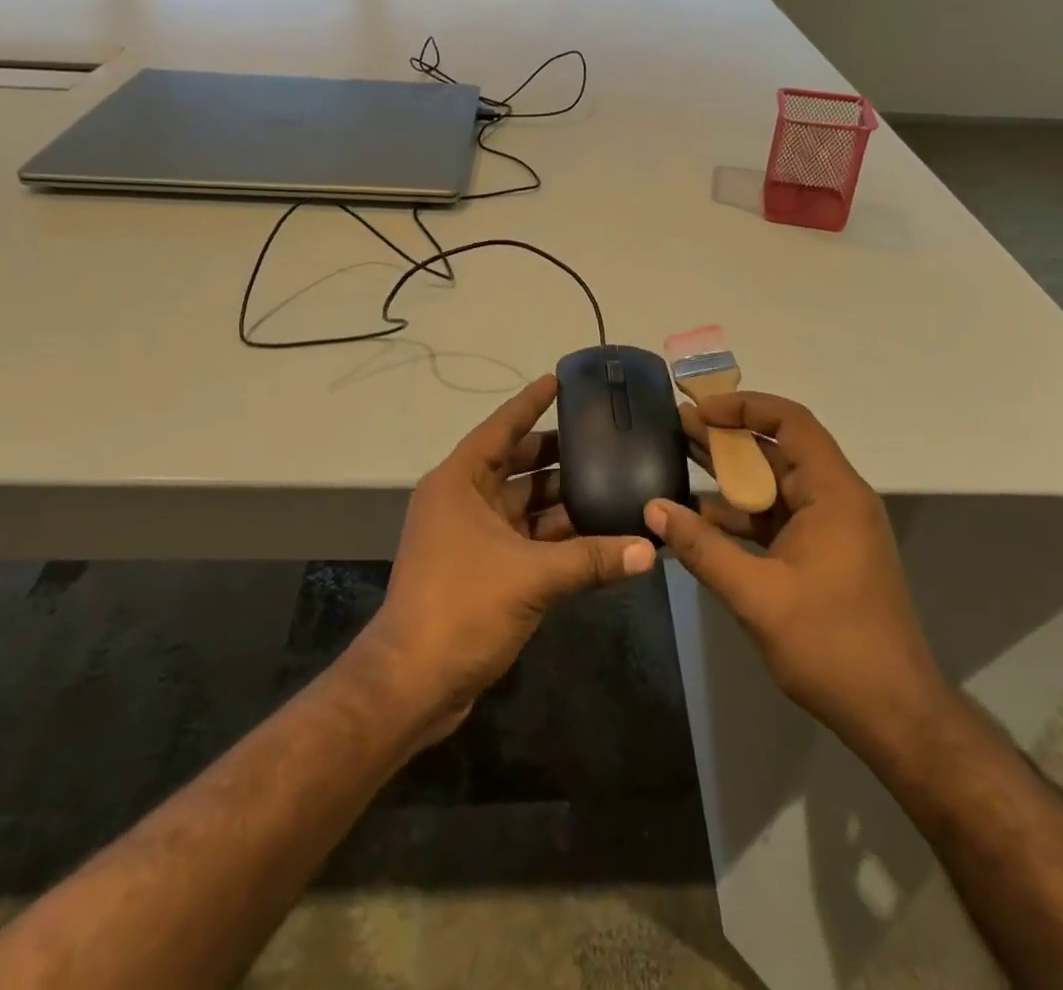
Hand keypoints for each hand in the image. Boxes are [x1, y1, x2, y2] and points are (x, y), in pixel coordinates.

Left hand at [362, 376, 656, 741]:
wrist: (413, 682)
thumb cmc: (462, 605)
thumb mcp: (531, 576)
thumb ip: (592, 559)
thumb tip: (649, 548)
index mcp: (459, 482)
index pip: (501, 428)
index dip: (530, 403)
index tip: (560, 381)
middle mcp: (462, 501)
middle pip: (515, 464)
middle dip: (556, 453)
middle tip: (602, 438)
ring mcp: (470, 536)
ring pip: (523, 505)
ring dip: (561, 498)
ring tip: (610, 481)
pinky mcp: (482, 569)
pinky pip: (525, 538)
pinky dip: (555, 536)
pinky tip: (595, 532)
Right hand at [644, 392, 944, 741]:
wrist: (894, 714)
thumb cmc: (832, 646)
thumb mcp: (757, 596)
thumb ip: (702, 549)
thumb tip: (653, 509)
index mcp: (833, 494)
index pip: (791, 423)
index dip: (745, 407)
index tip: (701, 410)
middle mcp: (835, 499)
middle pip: (778, 450)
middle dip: (727, 438)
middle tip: (676, 426)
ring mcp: (830, 528)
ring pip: (774, 485)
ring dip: (730, 476)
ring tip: (678, 459)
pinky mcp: (821, 553)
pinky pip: (776, 518)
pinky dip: (741, 515)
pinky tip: (699, 518)